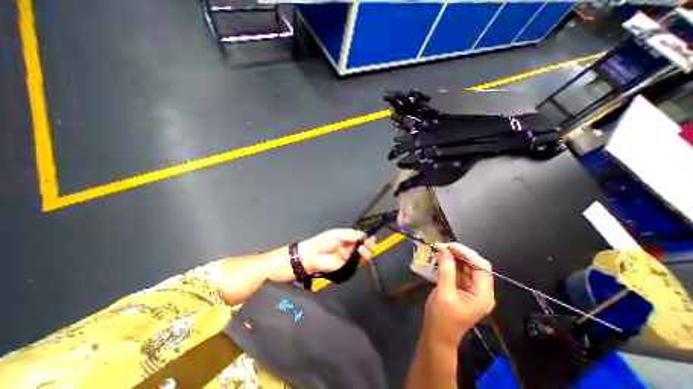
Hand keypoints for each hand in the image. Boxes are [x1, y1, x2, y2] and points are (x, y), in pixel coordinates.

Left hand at [298, 229, 372, 274]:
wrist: (313, 256)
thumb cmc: (323, 242)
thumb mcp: (338, 234)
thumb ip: (352, 235)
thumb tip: (364, 235)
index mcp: (348, 237)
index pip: (362, 237)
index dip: (368, 237)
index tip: (371, 238)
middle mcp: (351, 246)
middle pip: (365, 246)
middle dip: (370, 244)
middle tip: (369, 243)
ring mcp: (350, 255)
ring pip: (363, 255)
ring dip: (366, 251)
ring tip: (362, 248)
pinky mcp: (348, 264)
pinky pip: (356, 262)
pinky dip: (357, 257)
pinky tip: (353, 252)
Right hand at [423, 245, 491, 344]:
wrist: (437, 333)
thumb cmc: (442, 318)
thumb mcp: (444, 293)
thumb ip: (446, 271)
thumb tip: (445, 250)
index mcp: (483, 295)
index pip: (482, 268)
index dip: (468, 254)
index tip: (450, 246)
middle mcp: (480, 289)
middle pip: (475, 264)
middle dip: (460, 253)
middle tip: (442, 246)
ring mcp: (471, 287)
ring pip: (466, 265)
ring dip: (454, 256)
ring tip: (440, 249)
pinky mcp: (461, 286)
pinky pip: (458, 269)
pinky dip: (450, 261)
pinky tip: (441, 257)